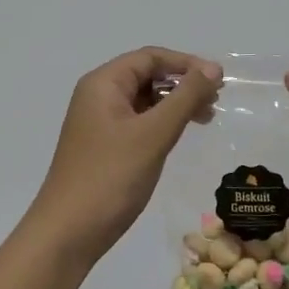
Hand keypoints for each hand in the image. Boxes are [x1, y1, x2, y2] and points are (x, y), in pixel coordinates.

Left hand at [27, 47, 222, 265]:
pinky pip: (138, 122)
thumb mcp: (153, 133)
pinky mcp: (104, 146)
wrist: (69, 232)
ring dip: (175, 104)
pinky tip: (180, 136)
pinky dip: (162, 124)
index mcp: (103, 84)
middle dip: (183, 84)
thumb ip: (185, 97)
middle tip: (216, 102)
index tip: (219, 80)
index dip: (186, 63)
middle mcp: (98, 96)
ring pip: (144, 100)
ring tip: (206, 119)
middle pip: (147, 75)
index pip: (150, 57)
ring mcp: (99, 123)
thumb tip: (213, 69)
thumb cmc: (111, 177)